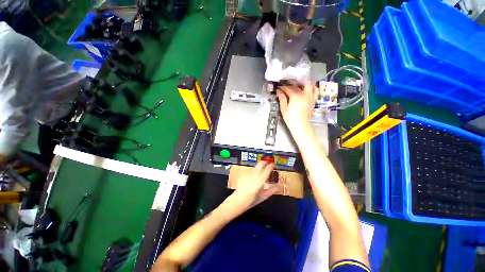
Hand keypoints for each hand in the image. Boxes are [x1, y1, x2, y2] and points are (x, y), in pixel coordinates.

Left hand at [232, 161, 278, 210]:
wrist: (240, 199)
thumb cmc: (253, 199)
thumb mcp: (264, 196)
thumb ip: (271, 190)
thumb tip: (278, 187)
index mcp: (262, 179)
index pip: (268, 169)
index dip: (271, 165)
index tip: (272, 164)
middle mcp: (256, 174)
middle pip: (260, 164)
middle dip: (264, 162)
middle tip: (266, 162)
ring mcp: (249, 173)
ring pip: (254, 168)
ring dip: (257, 168)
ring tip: (257, 173)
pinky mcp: (243, 174)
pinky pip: (248, 172)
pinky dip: (250, 173)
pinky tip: (249, 178)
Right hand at [276, 82, 315, 136]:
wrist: (300, 125)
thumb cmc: (290, 118)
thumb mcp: (284, 108)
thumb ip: (282, 99)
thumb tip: (279, 92)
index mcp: (296, 96)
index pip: (289, 89)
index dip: (283, 88)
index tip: (279, 88)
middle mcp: (305, 94)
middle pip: (299, 85)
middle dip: (293, 84)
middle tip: (289, 85)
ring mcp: (310, 97)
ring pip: (311, 86)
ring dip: (306, 83)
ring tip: (300, 83)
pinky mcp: (313, 101)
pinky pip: (315, 92)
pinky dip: (312, 88)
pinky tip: (307, 90)